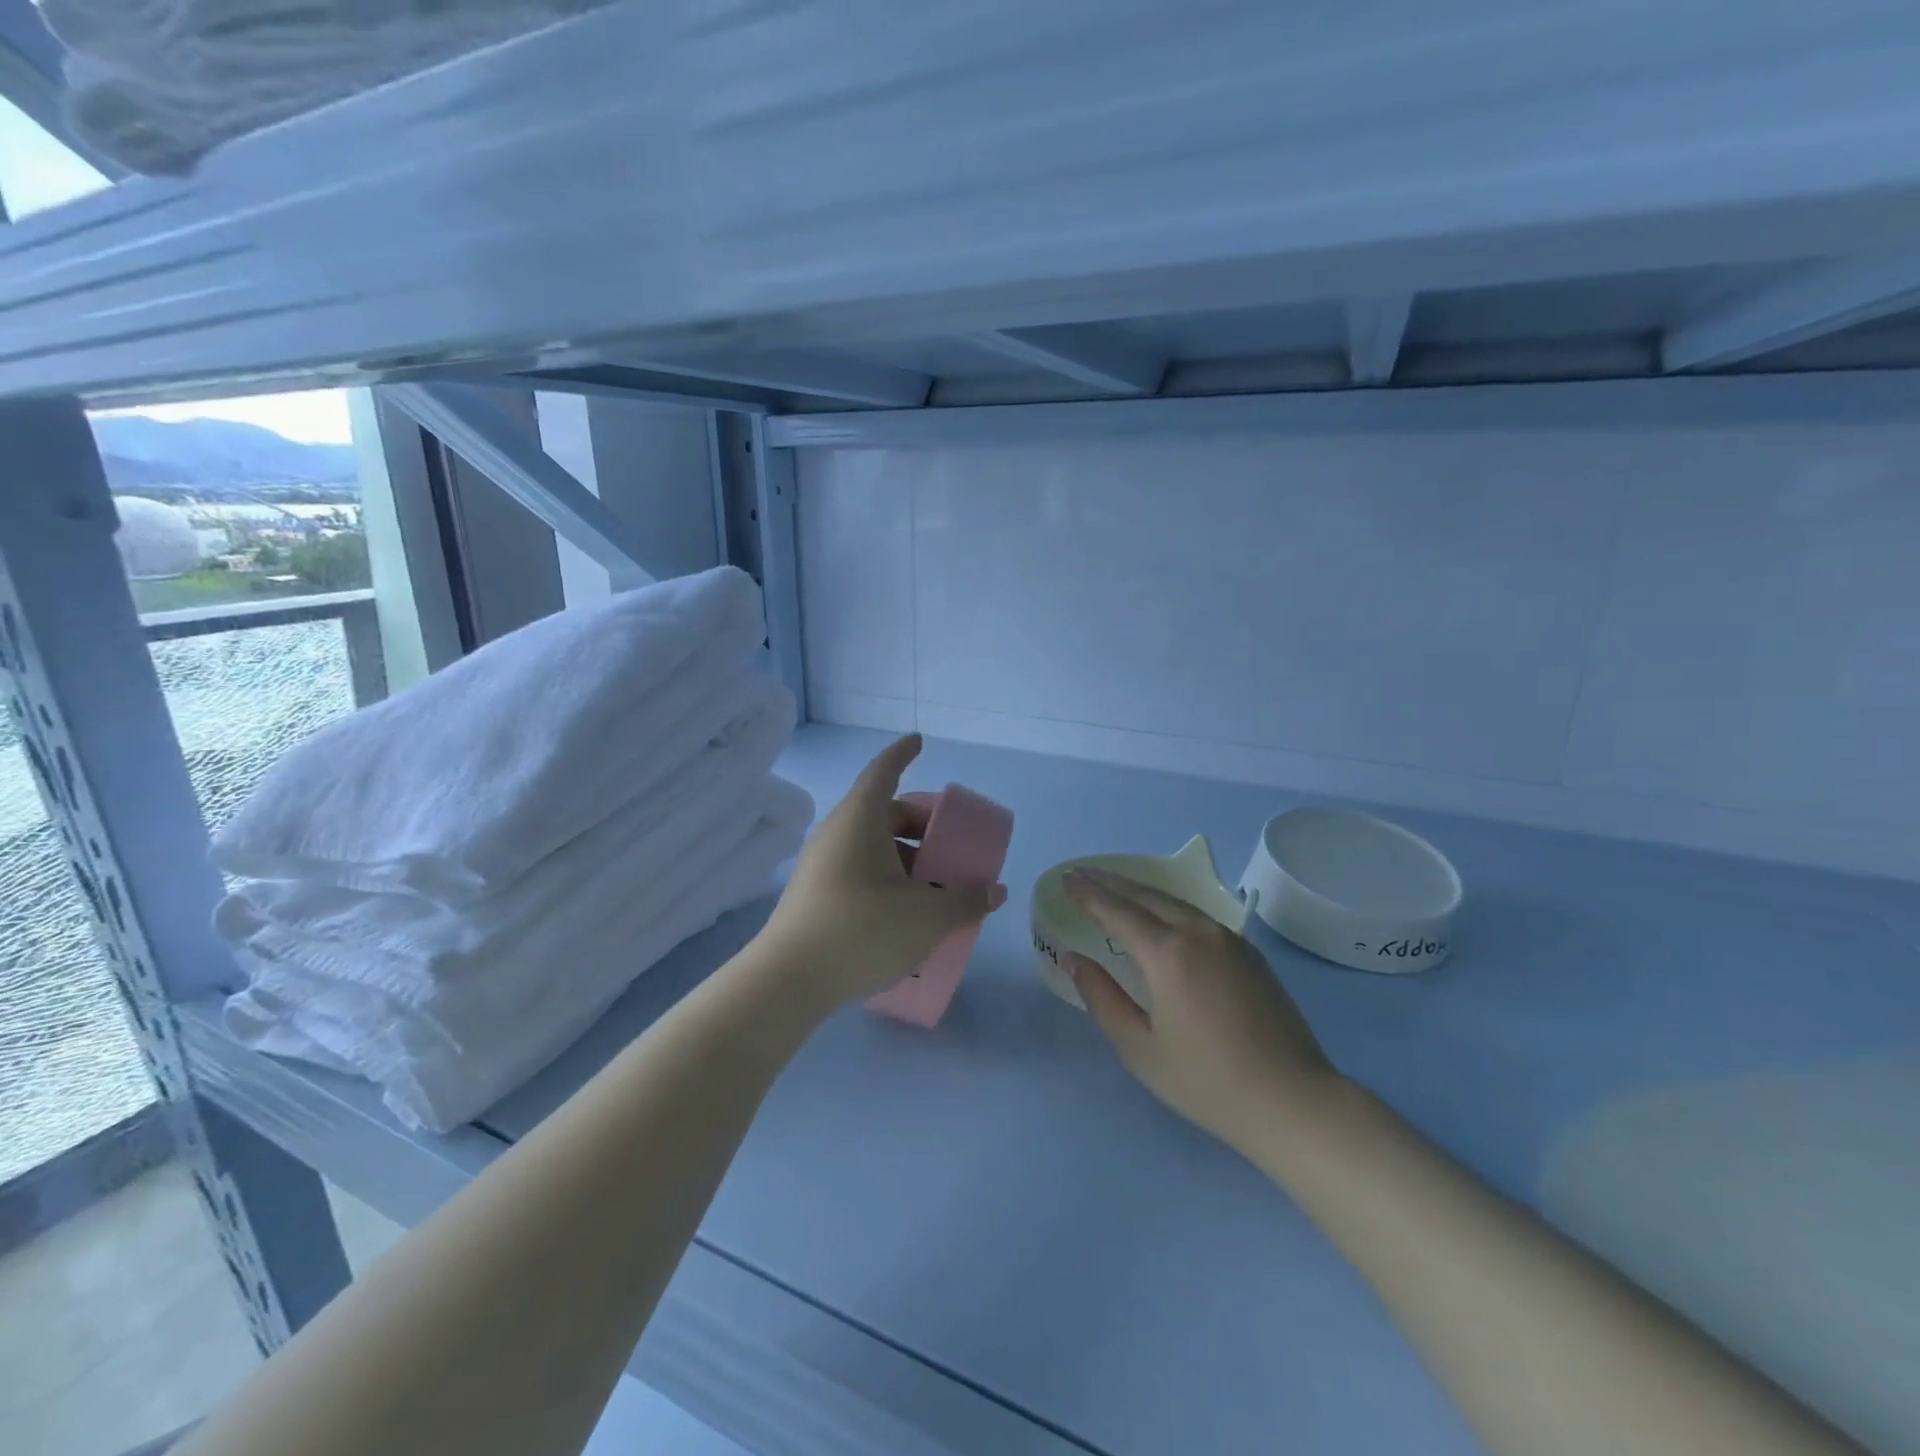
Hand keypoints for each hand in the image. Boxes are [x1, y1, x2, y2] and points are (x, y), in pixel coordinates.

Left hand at [757, 735, 1007, 1010]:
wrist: (789, 980)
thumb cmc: (863, 930)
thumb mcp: (927, 916)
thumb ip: (966, 900)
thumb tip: (995, 891)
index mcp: (861, 819)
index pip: (883, 771)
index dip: (902, 753)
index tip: (918, 741)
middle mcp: (837, 833)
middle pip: (883, 812)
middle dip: (919, 823)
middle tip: (949, 841)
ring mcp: (821, 864)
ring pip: (871, 845)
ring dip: (905, 856)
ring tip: (935, 885)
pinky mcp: (815, 894)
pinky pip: (859, 870)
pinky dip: (887, 877)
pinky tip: (906, 910)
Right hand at [1063, 867, 1342, 1157]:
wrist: (1292, 1101)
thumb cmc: (1206, 1081)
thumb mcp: (1139, 1048)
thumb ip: (1102, 997)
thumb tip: (1074, 959)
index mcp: (1168, 954)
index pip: (1118, 911)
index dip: (1089, 894)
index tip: (1067, 879)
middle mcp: (1198, 934)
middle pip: (1147, 896)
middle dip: (1111, 883)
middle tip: (1083, 874)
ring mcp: (1229, 940)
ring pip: (1176, 902)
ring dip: (1141, 892)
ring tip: (1116, 888)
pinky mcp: (1249, 953)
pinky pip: (1198, 916)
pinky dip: (1169, 906)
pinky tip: (1161, 915)